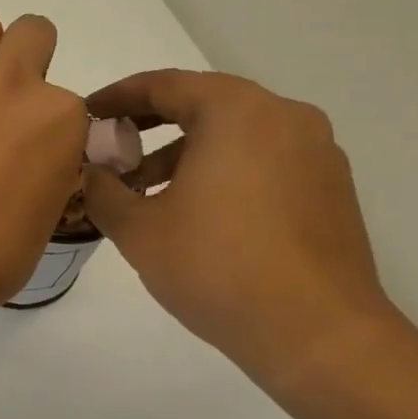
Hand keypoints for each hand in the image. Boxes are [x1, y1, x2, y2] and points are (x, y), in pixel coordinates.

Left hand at [0, 10, 87, 312]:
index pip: (70, 101)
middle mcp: (11, 82)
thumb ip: (50, 167)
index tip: (32, 151)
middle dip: (26, 61)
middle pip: (32, 33)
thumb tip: (34, 157)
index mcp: (59, 117)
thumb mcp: (47, 214)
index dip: (52, 126)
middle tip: (4, 105)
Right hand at [81, 69, 403, 390]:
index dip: (117, 98)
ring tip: (146, 192)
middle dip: (149, 124)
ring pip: (235, 133)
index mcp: (237, 112)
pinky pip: (263, 159)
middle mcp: (284, 117)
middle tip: (111, 151)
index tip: (86, 116)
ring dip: (185, 150)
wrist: (317, 334)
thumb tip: (91, 172)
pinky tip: (195, 211)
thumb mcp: (137, 228)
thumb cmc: (216, 267)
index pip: (164, 85)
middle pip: (203, 103)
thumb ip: (102, 189)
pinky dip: (222, 169)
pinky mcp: (331, 188)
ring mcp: (317, 152)